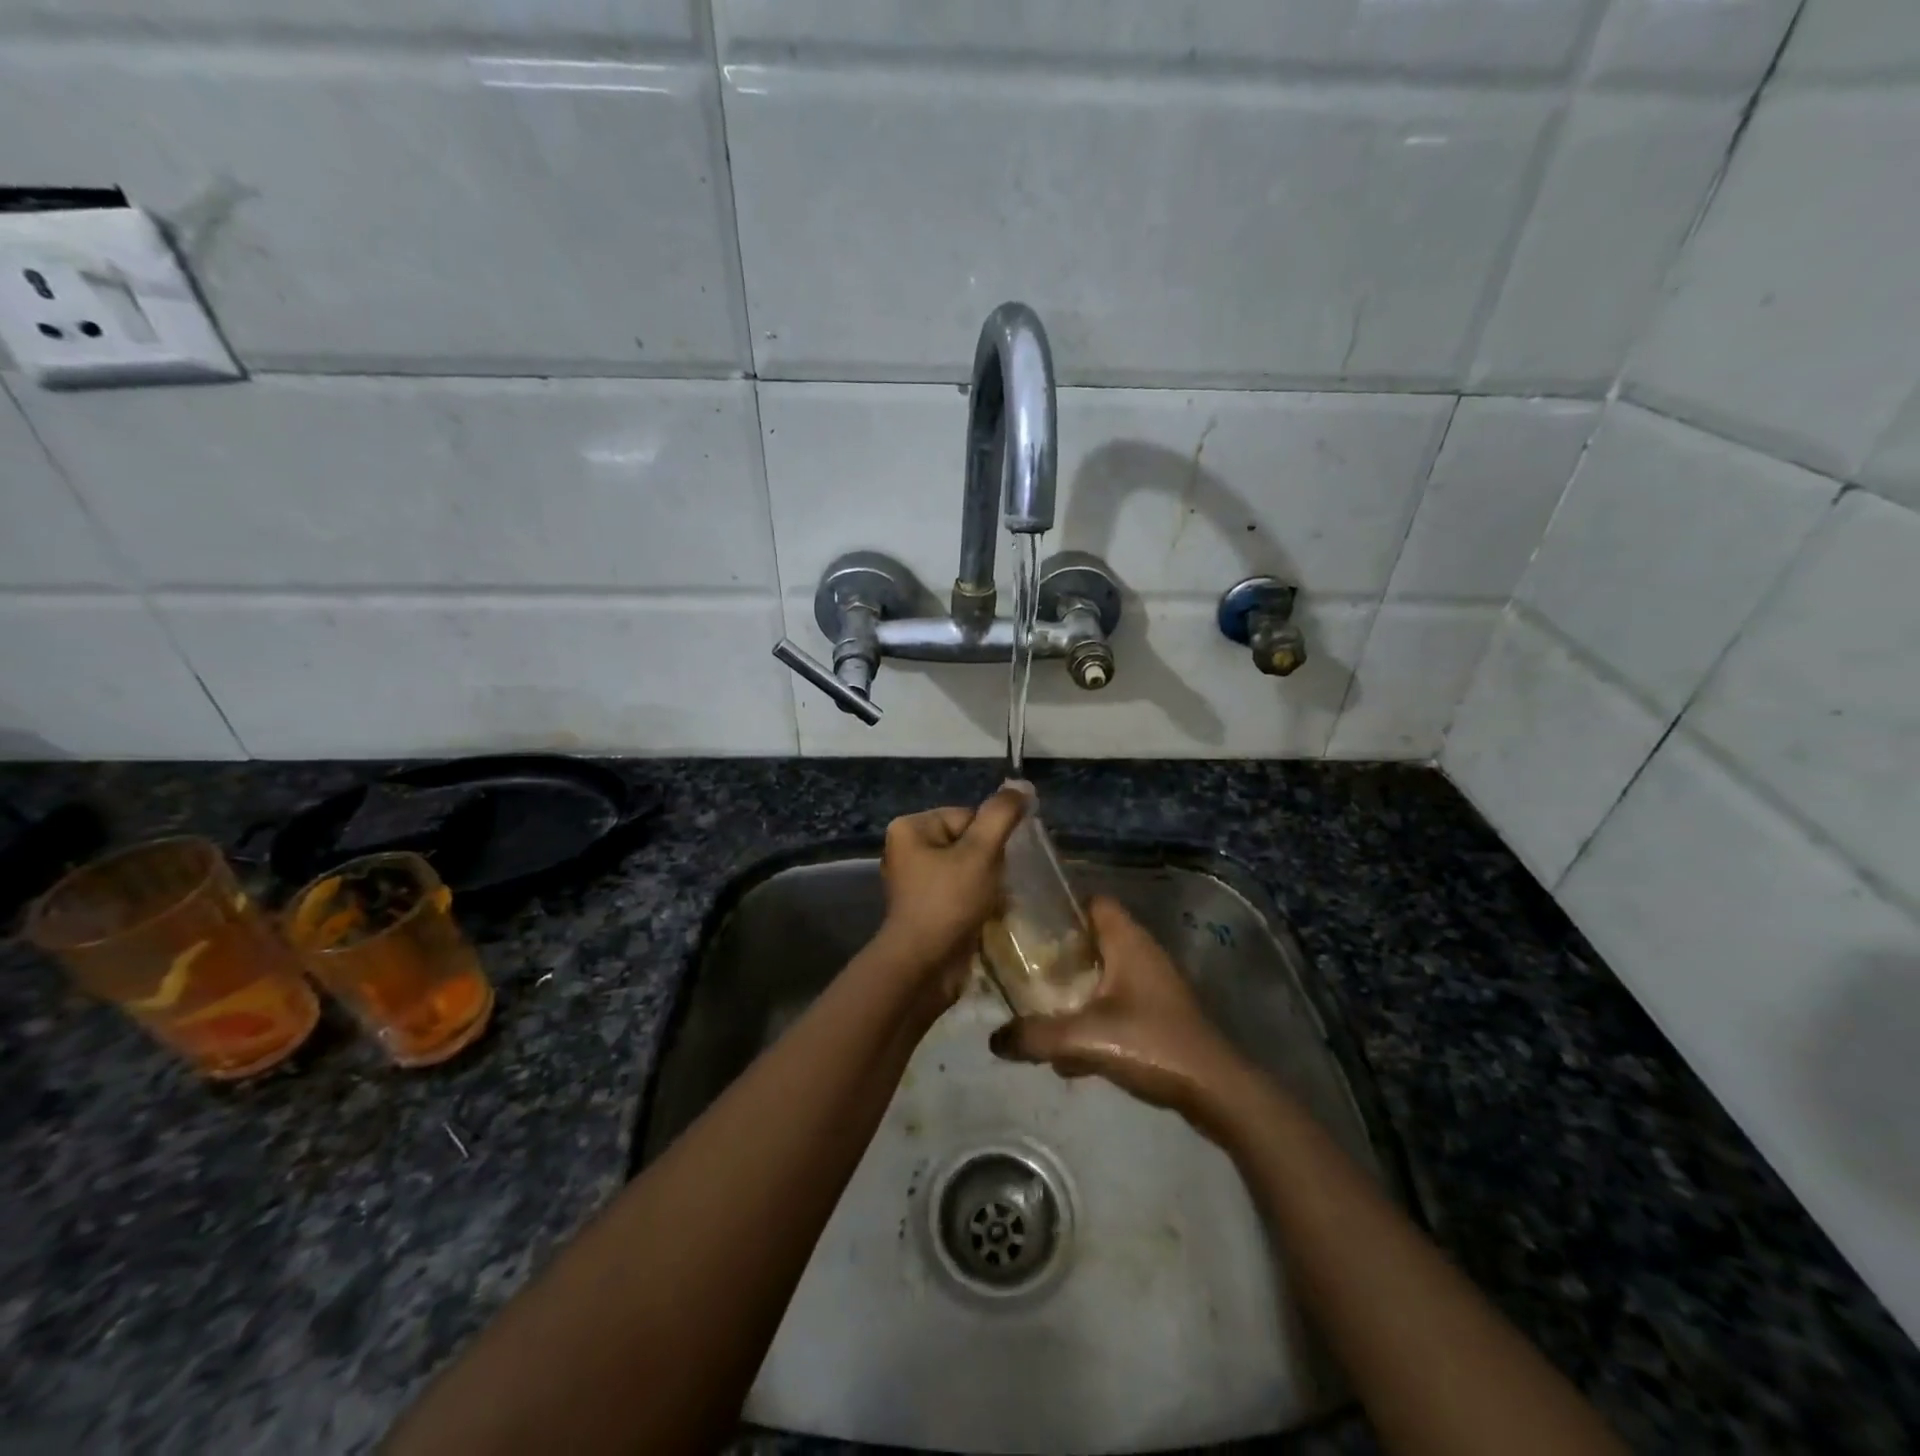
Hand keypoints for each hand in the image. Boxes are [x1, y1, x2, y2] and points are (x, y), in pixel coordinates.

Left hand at [874, 786, 1028, 997]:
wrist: (923, 967)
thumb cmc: (948, 902)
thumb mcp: (980, 852)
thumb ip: (1002, 815)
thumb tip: (1021, 785)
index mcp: (911, 827)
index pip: (968, 816)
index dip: (990, 839)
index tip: (994, 865)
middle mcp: (908, 849)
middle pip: (969, 842)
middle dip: (990, 863)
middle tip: (995, 885)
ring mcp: (916, 881)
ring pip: (969, 869)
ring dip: (989, 884)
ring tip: (994, 902)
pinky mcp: (927, 908)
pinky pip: (962, 892)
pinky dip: (979, 901)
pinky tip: (988, 915)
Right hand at [989, 896, 1247, 1122]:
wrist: (1214, 1089)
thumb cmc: (1152, 1044)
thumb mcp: (1085, 1038)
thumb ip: (1036, 1036)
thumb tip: (994, 1039)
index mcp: (1127, 941)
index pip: (1093, 902)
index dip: (1061, 906)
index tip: (1027, 922)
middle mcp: (1141, 953)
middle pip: (1092, 938)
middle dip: (1059, 953)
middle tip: (1022, 967)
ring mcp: (1152, 984)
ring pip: (1103, 973)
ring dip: (1074, 988)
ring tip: (1038, 1007)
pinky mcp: (1157, 1013)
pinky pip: (1114, 1002)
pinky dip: (1092, 1016)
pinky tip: (1070, 1052)